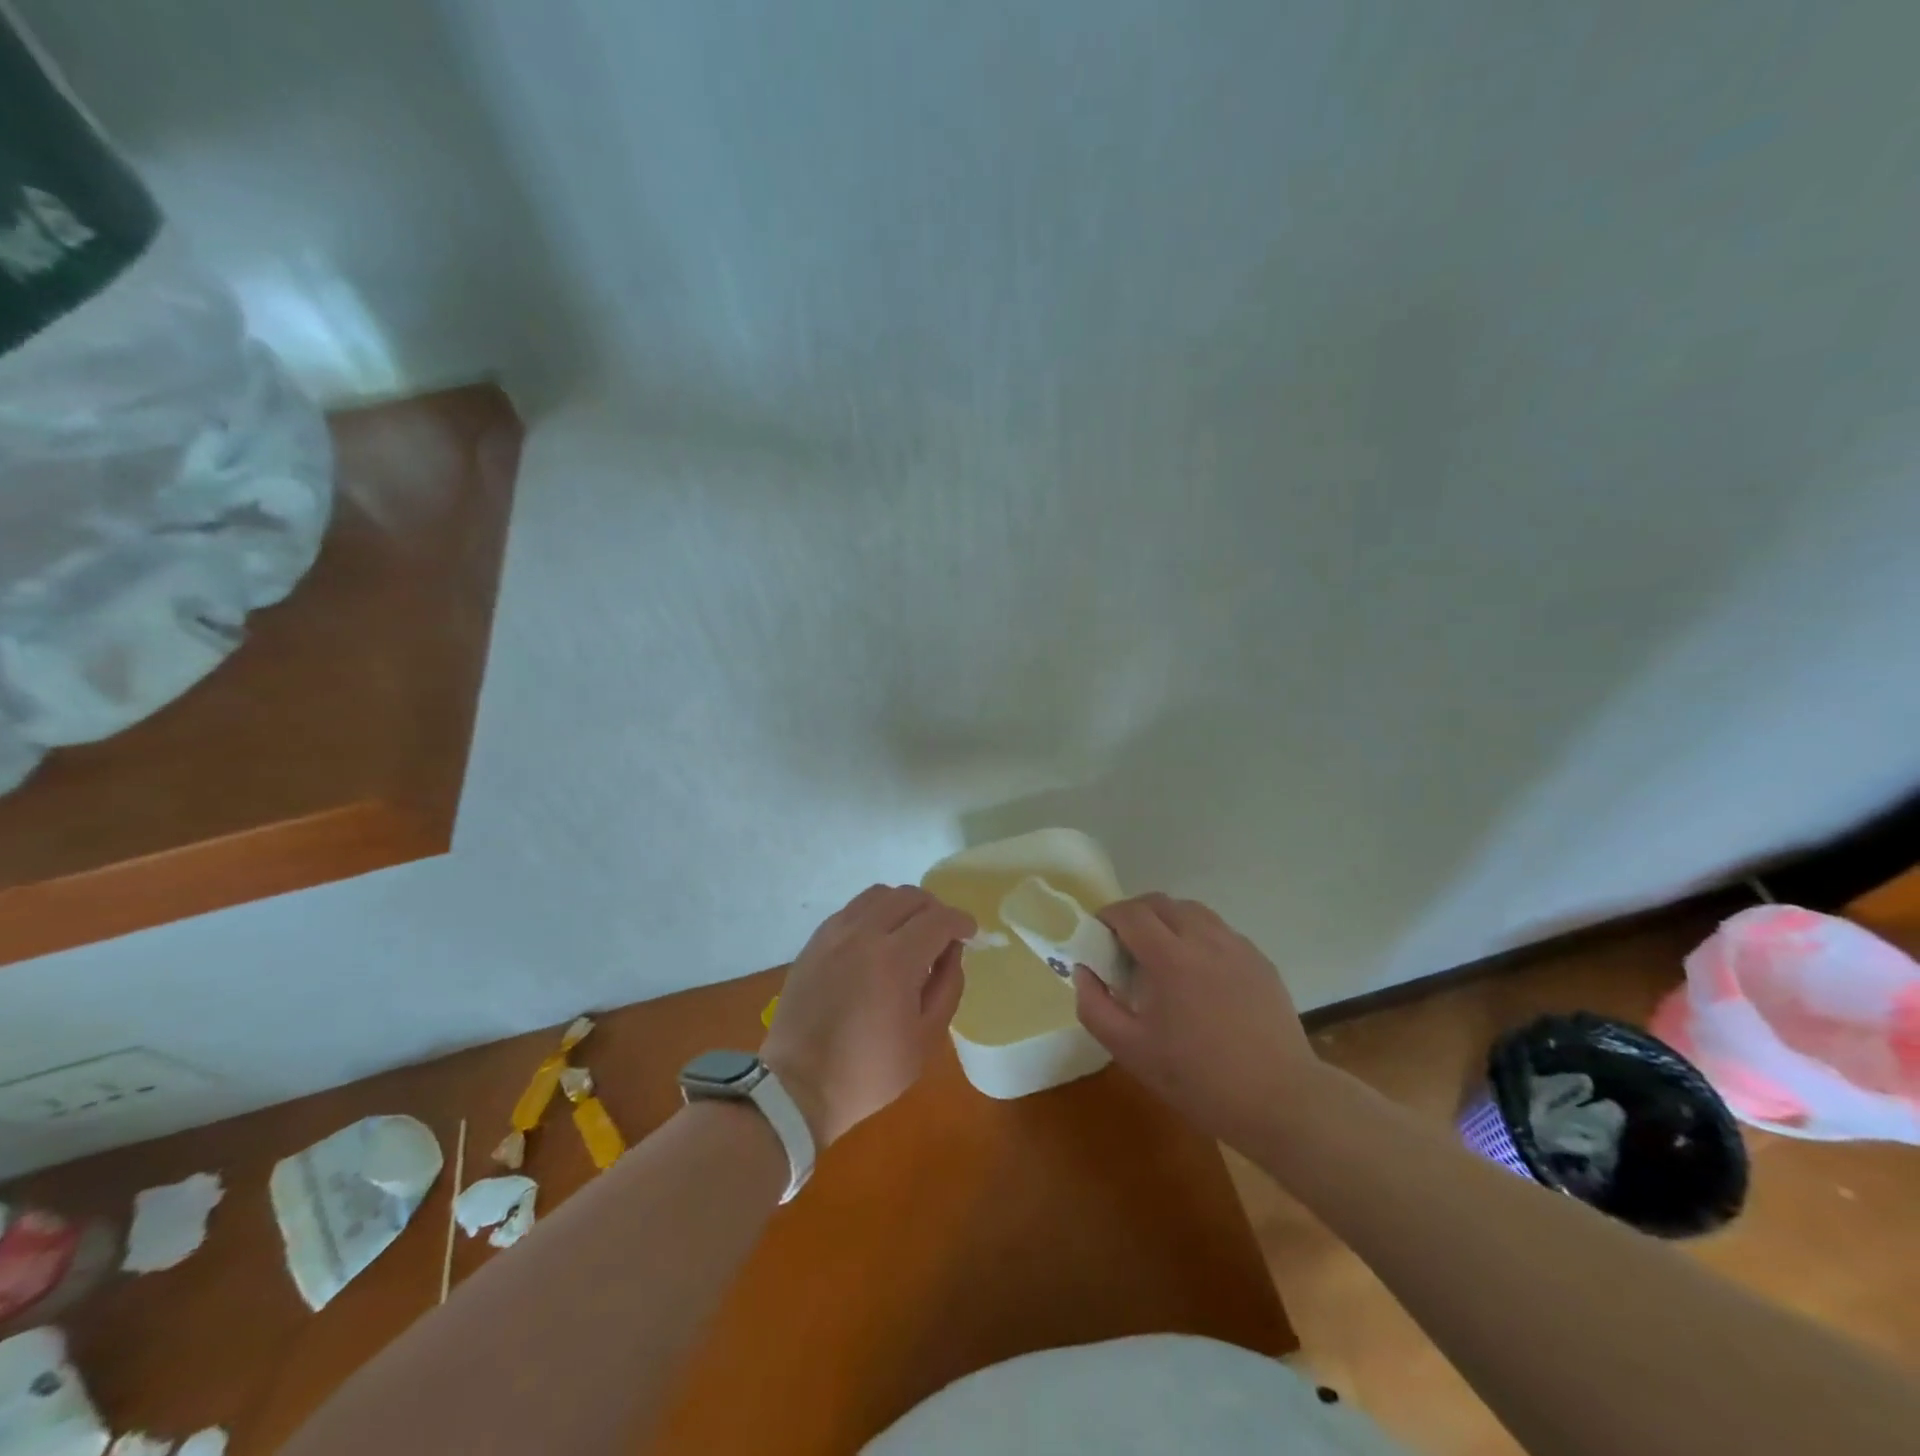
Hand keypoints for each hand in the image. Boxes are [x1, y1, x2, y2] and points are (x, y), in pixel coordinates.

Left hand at [761, 885, 974, 1147]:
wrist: (797, 1085)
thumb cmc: (868, 1070)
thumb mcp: (925, 1038)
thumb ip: (947, 986)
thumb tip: (952, 952)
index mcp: (895, 959)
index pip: (938, 919)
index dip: (961, 921)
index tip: (970, 933)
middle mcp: (863, 933)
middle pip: (909, 896)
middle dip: (935, 909)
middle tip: (943, 934)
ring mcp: (834, 933)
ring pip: (878, 895)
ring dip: (903, 905)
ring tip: (910, 931)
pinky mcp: (814, 941)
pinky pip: (852, 909)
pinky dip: (874, 913)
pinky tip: (877, 940)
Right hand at [1074, 893, 1317, 1150]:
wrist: (1280, 1101)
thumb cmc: (1198, 1079)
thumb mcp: (1130, 1051)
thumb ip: (1095, 1006)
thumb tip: (1083, 971)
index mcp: (1170, 958)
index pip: (1130, 913)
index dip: (1107, 916)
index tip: (1098, 936)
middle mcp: (1204, 940)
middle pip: (1160, 903)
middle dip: (1134, 914)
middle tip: (1124, 945)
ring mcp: (1237, 947)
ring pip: (1193, 911)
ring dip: (1168, 920)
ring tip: (1161, 954)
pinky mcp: (1260, 961)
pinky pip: (1220, 932)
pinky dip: (1198, 937)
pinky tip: (1199, 974)